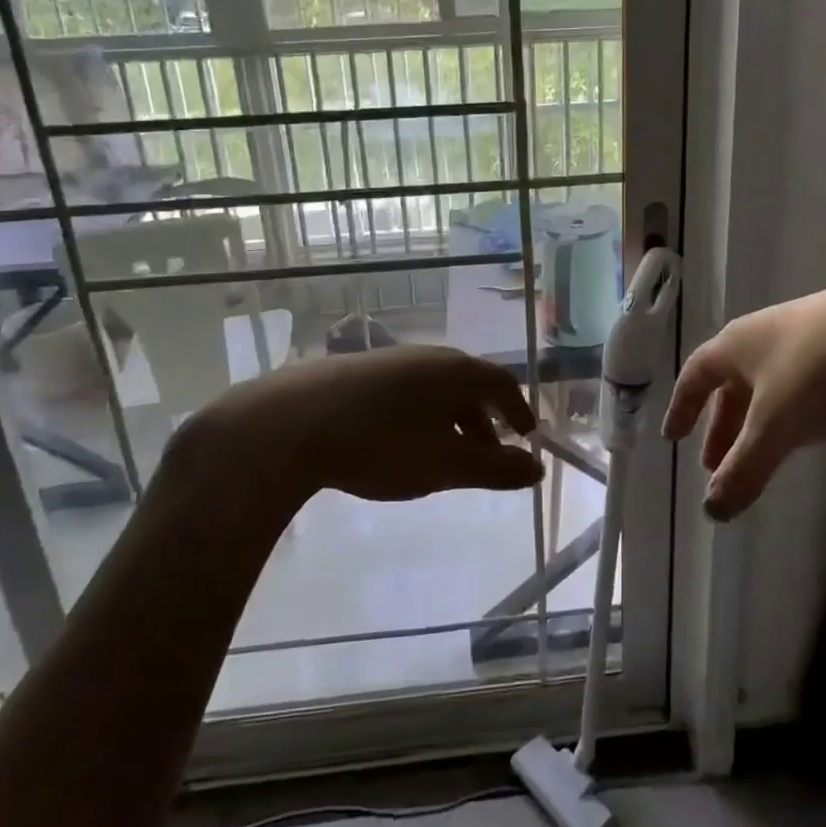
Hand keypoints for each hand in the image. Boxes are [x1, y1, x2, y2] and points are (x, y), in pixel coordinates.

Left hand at [172, 345, 540, 507]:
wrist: (290, 424)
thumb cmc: (382, 444)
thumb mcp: (445, 465)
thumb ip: (495, 469)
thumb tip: (536, 469)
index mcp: (456, 371)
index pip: (501, 383)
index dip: (519, 409)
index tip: (527, 434)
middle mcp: (428, 357)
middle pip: (469, 385)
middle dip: (484, 420)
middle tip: (490, 453)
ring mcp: (389, 361)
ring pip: (434, 389)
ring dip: (451, 419)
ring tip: (446, 453)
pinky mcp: (355, 372)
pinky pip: (405, 391)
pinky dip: (419, 415)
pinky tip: (400, 441)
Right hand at [662, 277, 825, 520]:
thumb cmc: (817, 372)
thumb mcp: (776, 427)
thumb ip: (743, 469)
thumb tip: (712, 511)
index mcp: (736, 345)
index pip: (695, 376)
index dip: (682, 407)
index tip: (673, 436)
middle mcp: (763, 333)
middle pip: (731, 382)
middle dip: (722, 425)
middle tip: (716, 463)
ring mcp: (804, 330)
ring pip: (767, 381)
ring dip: (757, 418)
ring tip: (762, 450)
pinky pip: (799, 376)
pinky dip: (789, 405)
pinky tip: (809, 422)